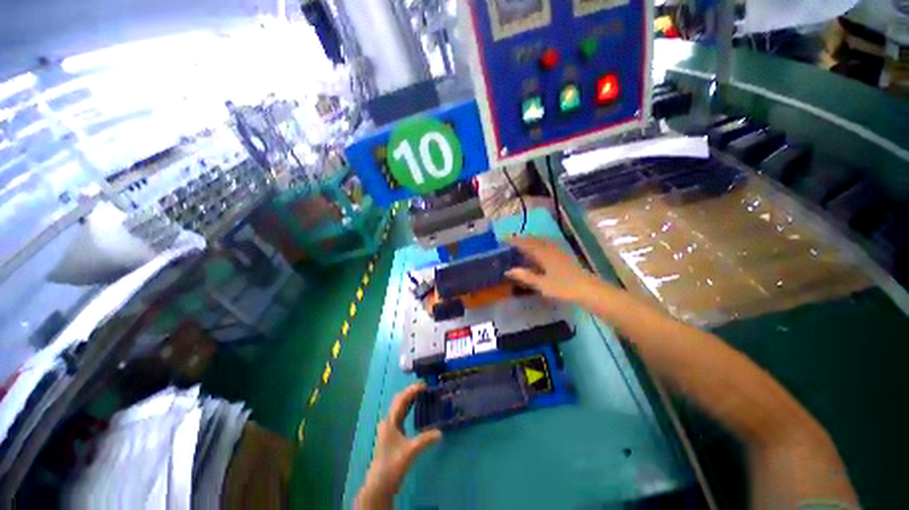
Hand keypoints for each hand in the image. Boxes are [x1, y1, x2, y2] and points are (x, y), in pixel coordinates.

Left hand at [356, 383, 441, 508]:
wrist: (380, 484)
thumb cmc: (393, 465)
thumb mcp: (411, 451)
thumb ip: (426, 440)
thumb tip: (440, 432)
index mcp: (391, 421)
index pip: (402, 399)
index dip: (412, 390)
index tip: (425, 385)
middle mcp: (389, 421)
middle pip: (399, 400)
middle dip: (411, 392)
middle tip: (425, 388)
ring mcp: (389, 427)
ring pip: (399, 406)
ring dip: (410, 398)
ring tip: (422, 393)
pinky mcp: (392, 433)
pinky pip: (401, 414)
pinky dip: (408, 407)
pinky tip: (416, 407)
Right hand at [506, 236, 598, 301]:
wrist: (588, 289)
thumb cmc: (563, 287)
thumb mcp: (541, 284)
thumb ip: (525, 276)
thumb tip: (508, 270)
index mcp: (543, 254)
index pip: (526, 244)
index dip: (515, 241)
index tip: (504, 239)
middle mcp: (550, 249)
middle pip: (534, 240)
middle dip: (522, 239)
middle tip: (512, 241)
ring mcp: (558, 251)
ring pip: (542, 241)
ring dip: (531, 240)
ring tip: (523, 243)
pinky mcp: (564, 255)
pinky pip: (548, 244)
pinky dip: (540, 244)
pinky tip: (541, 249)